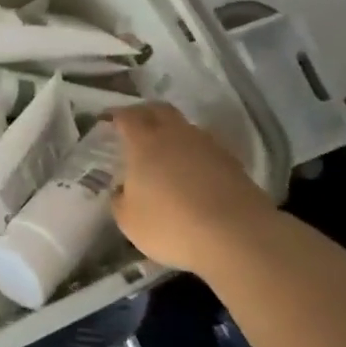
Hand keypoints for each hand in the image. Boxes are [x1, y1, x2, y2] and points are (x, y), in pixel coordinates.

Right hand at [111, 103, 276, 272]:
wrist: (238, 236)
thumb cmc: (172, 225)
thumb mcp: (130, 221)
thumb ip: (120, 200)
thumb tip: (122, 190)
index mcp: (144, 142)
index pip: (127, 116)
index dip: (116, 116)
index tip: (108, 120)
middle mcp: (175, 134)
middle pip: (159, 110)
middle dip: (145, 113)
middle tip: (135, 125)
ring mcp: (208, 145)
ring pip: (185, 128)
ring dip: (173, 134)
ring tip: (166, 153)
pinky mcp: (233, 163)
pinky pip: (206, 148)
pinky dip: (195, 154)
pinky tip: (193, 173)